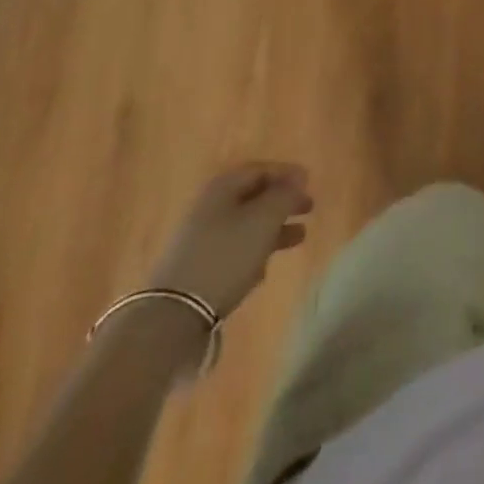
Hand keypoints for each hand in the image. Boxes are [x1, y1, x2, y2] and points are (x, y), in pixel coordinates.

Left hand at [148, 162, 312, 318]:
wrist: (174, 314)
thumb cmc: (225, 256)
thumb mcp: (263, 220)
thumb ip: (284, 195)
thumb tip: (298, 177)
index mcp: (223, 187)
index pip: (260, 169)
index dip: (287, 173)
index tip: (309, 182)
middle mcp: (210, 206)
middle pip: (253, 195)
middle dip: (282, 201)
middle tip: (309, 208)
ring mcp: (201, 237)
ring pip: (246, 224)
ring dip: (274, 228)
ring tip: (299, 237)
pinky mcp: (198, 266)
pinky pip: (234, 249)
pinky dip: (255, 250)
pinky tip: (266, 267)